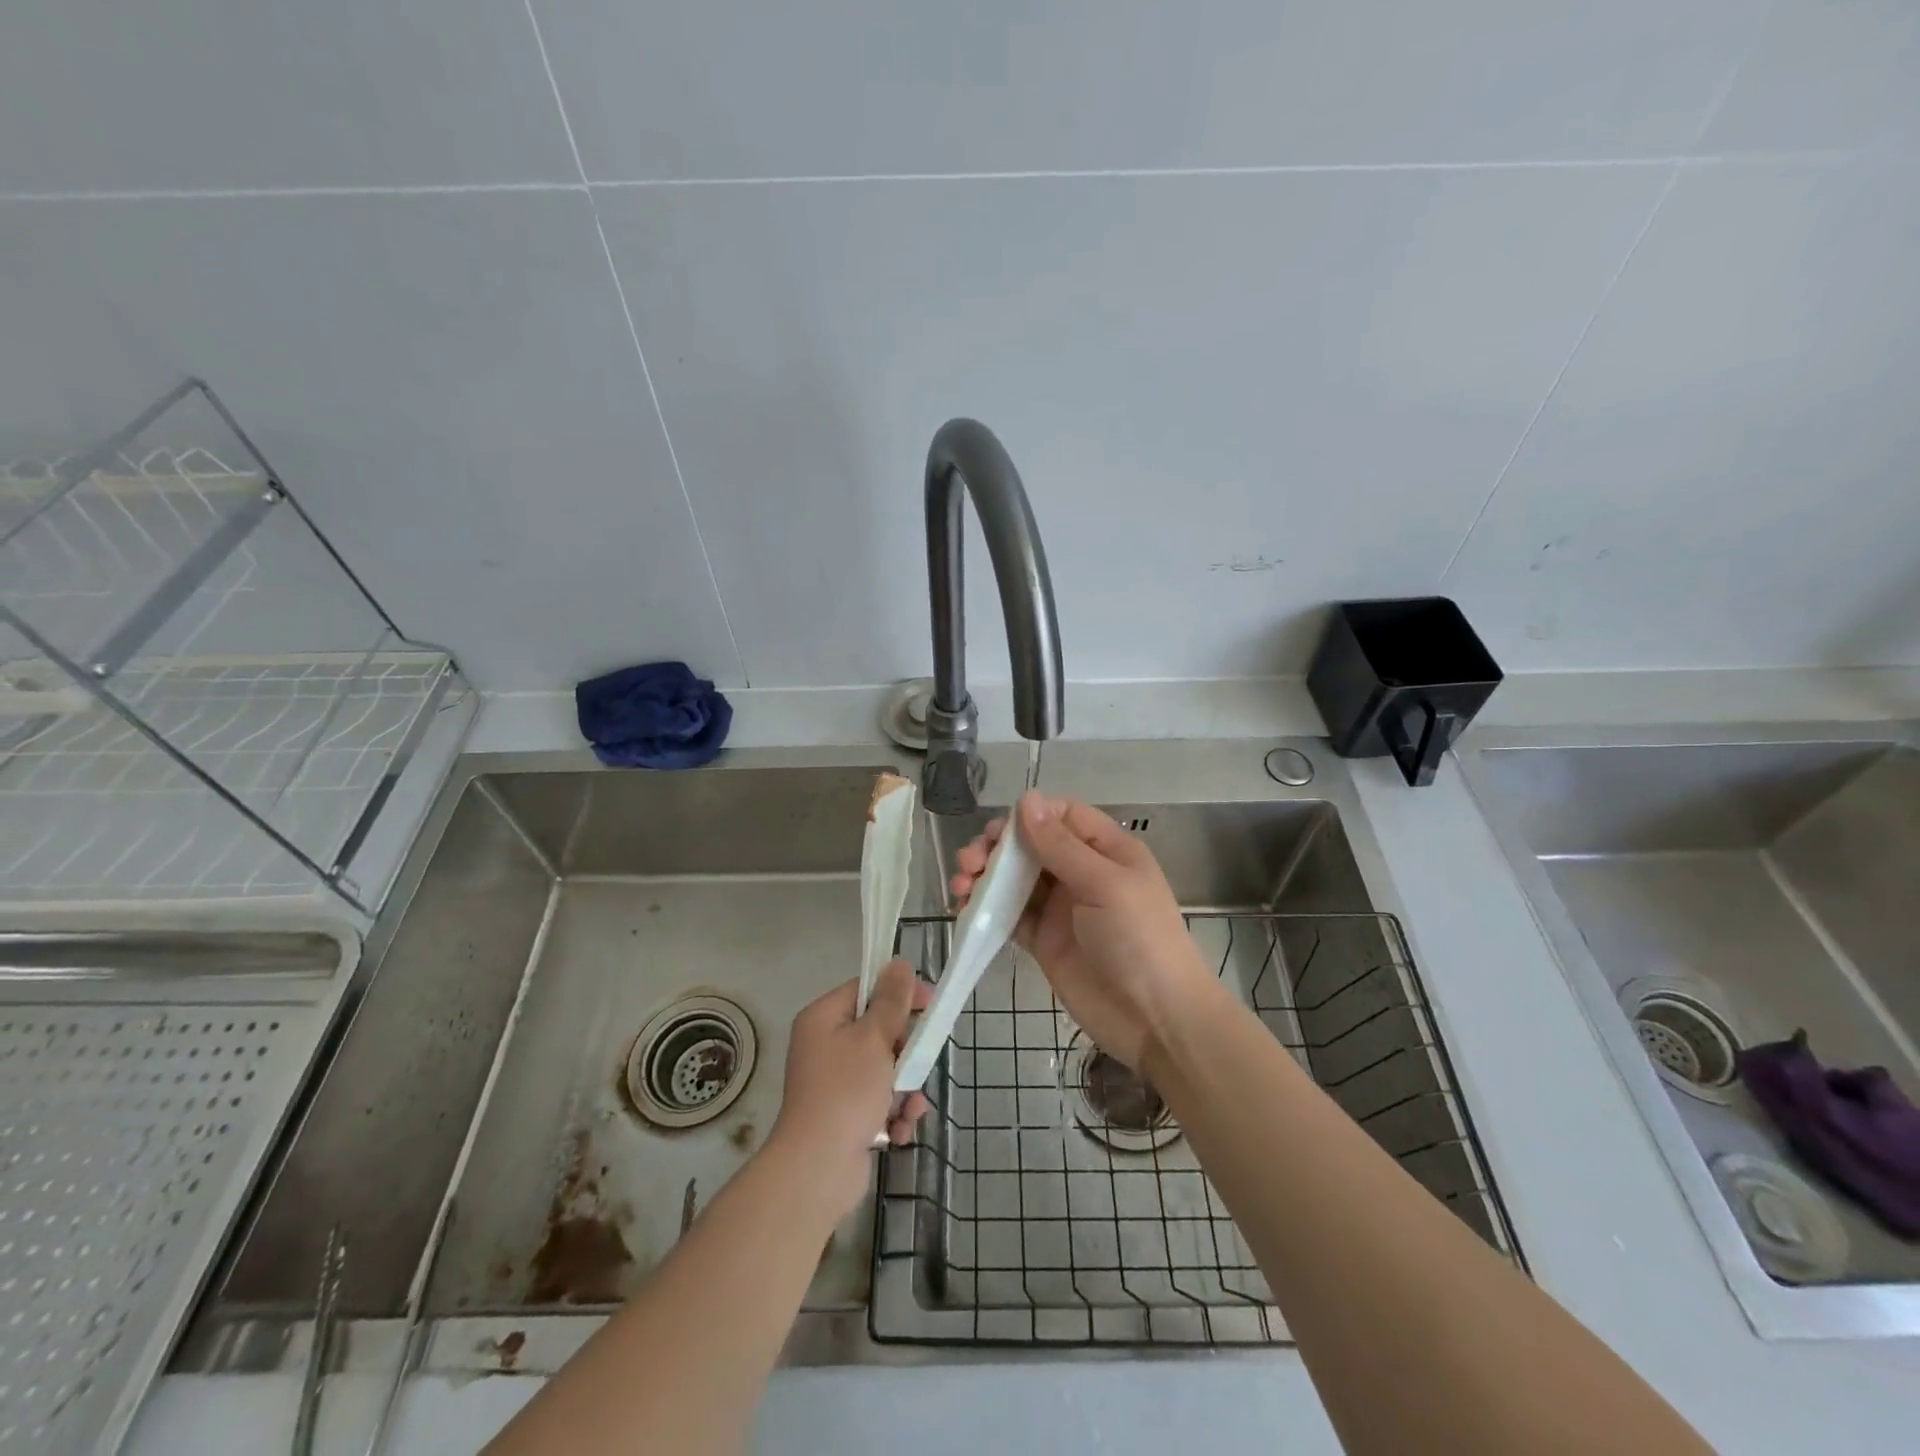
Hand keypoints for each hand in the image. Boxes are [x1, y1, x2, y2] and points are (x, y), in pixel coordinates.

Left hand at [768, 960, 930, 1218]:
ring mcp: (834, 1083)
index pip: (865, 990)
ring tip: (909, 1107)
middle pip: (878, 1032)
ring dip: (904, 1089)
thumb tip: (899, 963)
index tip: (929, 1003)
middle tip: (919, 1062)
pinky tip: (898, 1130)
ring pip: (884, 1069)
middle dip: (905, 1052)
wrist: (818, 1169)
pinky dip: (893, 1114)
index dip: (898, 993)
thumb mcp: (874, 1039)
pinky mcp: (844, 1116)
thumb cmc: (846, 1092)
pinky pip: (878, 1101)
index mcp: (823, 1019)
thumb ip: (891, 1001)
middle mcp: (825, 1046)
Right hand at [950, 793, 1220, 1074]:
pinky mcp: (1044, 940)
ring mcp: (1061, 907)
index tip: (999, 831)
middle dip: (997, 847)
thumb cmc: (1139, 939)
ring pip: (1015, 879)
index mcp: (1106, 849)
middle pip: (1031, 845)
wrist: (1155, 1020)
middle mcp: (1081, 872)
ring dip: (985, 876)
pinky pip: (1009, 915)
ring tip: (960, 885)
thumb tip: (1027, 798)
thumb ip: (1061, 845)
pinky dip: (985, 909)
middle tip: (971, 860)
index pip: (1062, 815)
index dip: (1029, 816)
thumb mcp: (1104, 884)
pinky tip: (962, 909)